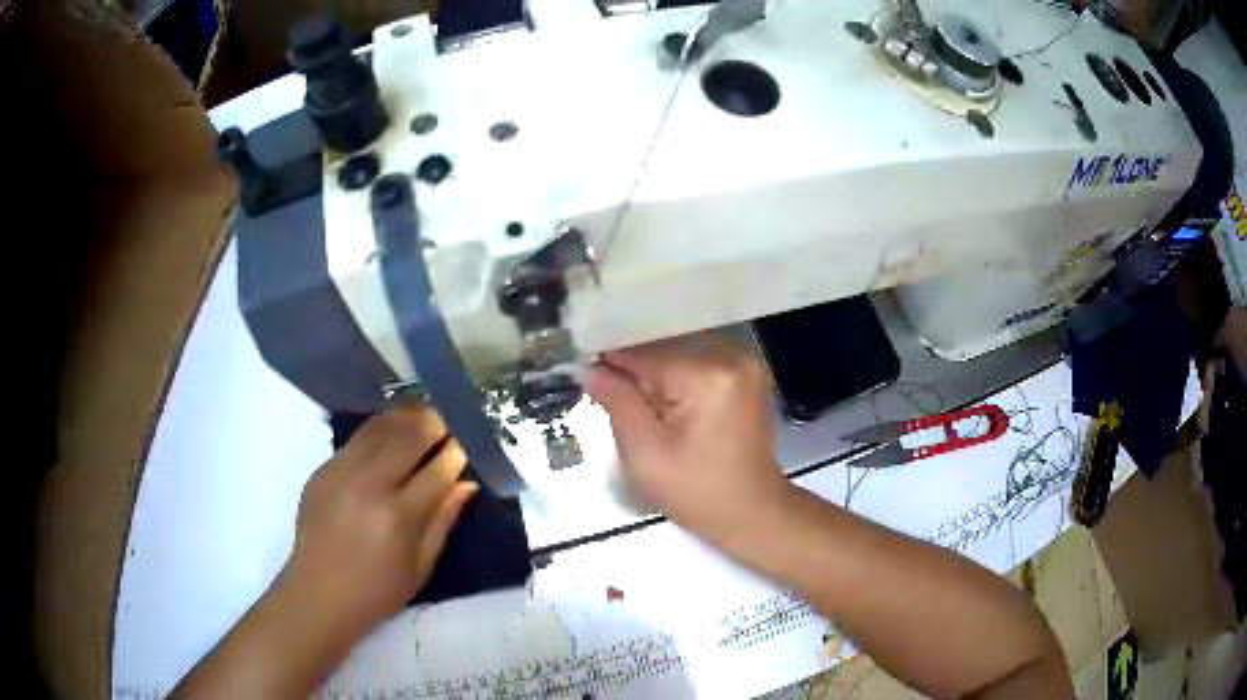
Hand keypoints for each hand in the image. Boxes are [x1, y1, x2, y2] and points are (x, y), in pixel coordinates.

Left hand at [279, 406, 477, 641]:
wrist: (318, 594)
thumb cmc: (377, 592)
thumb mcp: (421, 567)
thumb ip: (444, 520)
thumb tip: (466, 483)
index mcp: (398, 516)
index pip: (438, 468)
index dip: (458, 451)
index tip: (470, 443)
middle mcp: (369, 484)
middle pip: (409, 434)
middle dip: (436, 423)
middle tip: (450, 423)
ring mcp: (341, 472)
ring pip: (381, 425)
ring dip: (408, 417)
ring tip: (424, 418)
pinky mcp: (323, 469)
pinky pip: (358, 438)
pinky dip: (381, 430)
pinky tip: (392, 433)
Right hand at [585, 334, 787, 541]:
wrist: (753, 514)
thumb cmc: (698, 493)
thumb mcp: (645, 454)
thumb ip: (616, 402)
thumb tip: (589, 368)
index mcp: (709, 374)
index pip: (643, 352)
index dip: (607, 361)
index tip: (578, 372)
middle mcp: (731, 356)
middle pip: (661, 348)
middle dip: (630, 370)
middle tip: (602, 394)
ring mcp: (742, 363)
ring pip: (676, 354)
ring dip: (651, 375)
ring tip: (630, 402)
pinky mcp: (743, 376)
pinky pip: (695, 365)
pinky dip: (673, 380)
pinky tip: (659, 404)